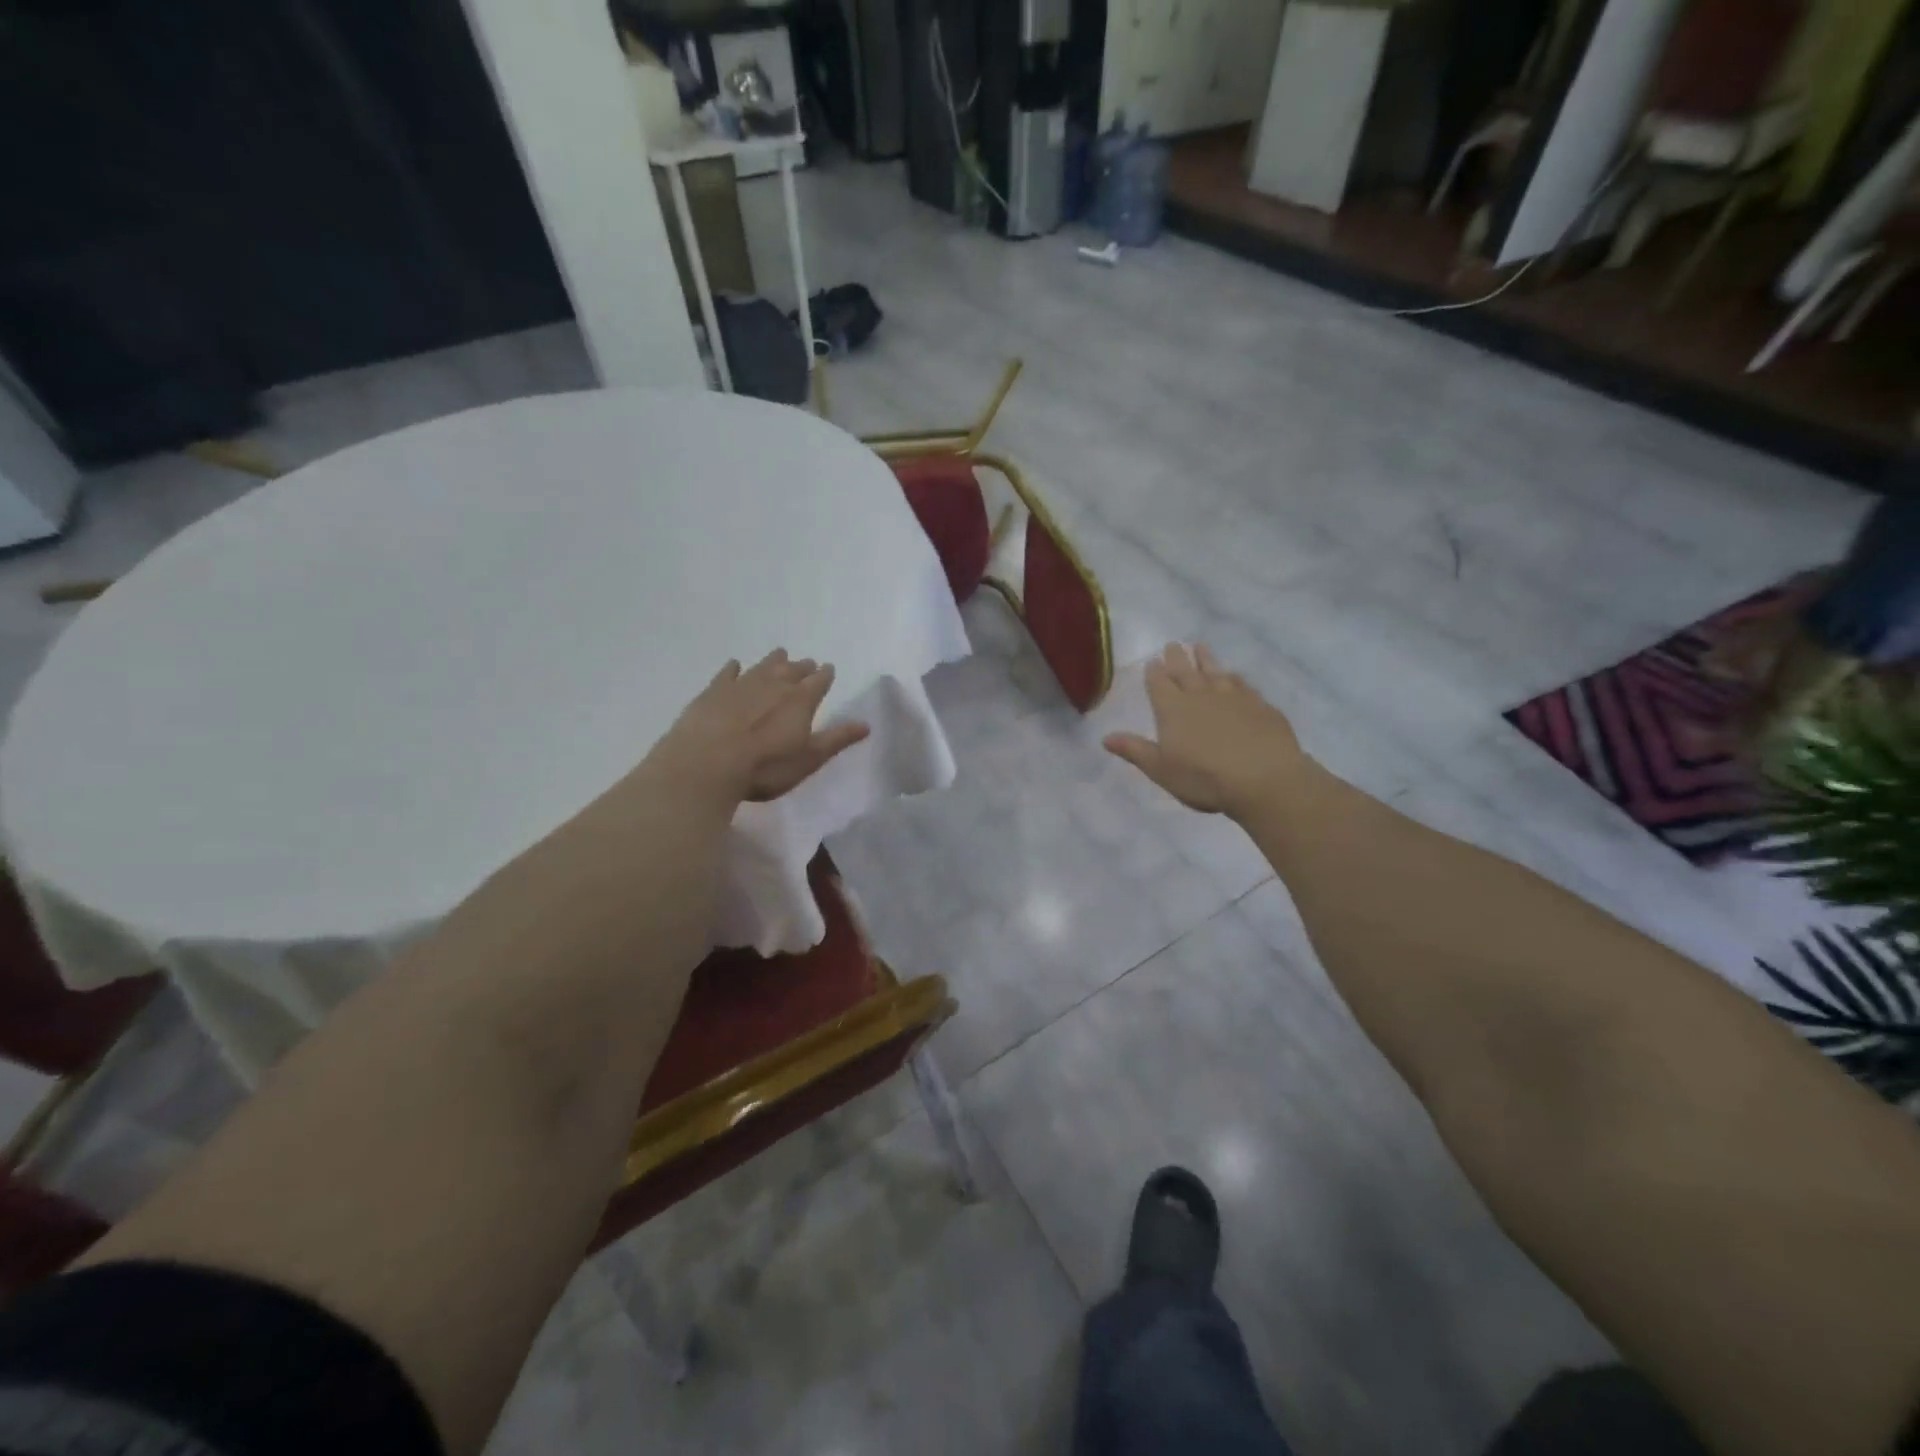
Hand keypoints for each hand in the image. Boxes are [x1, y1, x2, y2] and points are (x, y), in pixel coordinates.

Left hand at [658, 650, 870, 802]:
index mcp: (801, 700)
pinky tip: (735, 664)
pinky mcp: (713, 692)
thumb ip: (836, 739)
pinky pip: (727, 673)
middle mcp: (774, 684)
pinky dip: (734, 668)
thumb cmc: (765, 767)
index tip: (828, 669)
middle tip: (807, 663)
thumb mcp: (809, 759)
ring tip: (781, 654)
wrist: (706, 764)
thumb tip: (866, 724)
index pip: (819, 681)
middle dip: (802, 667)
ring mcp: (741, 685)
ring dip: (774, 660)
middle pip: (792, 670)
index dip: (825, 675)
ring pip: (763, 666)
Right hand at [1104, 644, 1309, 816]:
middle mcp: (1200, 695)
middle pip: (1185, 671)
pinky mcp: (1260, 705)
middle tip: (1173, 644)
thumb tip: (1105, 738)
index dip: (1154, 672)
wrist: (1264, 778)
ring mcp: (1233, 697)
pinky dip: (1234, 678)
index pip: (1159, 684)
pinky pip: (1243, 684)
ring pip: (1215, 671)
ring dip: (1206, 659)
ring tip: (1201, 646)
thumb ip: (1135, 751)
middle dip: (1177, 658)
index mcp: (1172, 709)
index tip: (1153, 660)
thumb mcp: (1161, 770)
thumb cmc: (1204, 778)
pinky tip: (1235, 677)